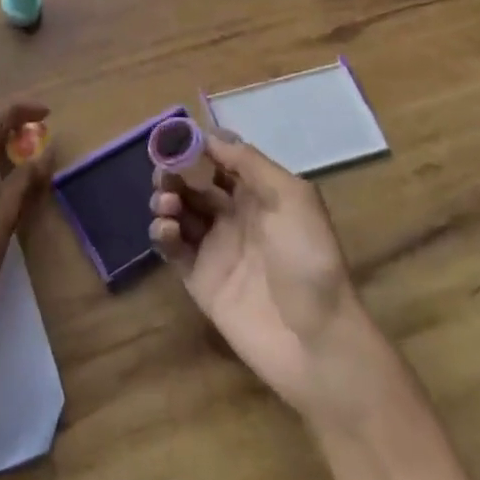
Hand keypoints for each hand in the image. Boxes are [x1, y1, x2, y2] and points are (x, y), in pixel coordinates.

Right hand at [150, 131, 365, 426]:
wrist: (317, 342)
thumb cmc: (308, 260)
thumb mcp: (292, 198)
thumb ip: (250, 163)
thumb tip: (211, 136)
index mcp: (260, 193)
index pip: (220, 158)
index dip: (197, 146)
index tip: (174, 138)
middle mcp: (235, 215)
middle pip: (193, 182)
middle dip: (175, 171)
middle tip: (164, 174)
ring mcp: (216, 247)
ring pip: (178, 210)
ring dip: (165, 198)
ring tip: (167, 204)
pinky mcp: (199, 278)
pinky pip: (173, 247)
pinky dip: (162, 233)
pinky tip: (167, 230)